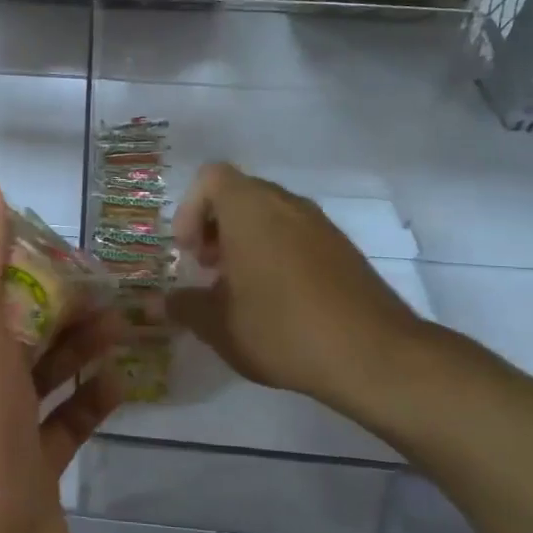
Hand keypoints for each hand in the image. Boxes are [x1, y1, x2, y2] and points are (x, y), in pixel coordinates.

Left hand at [0, 174, 123, 532]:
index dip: (16, 265)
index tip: (63, 249)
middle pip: (11, 331)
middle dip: (57, 305)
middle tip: (110, 284)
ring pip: (39, 376)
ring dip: (78, 347)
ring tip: (125, 321)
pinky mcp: (28, 476)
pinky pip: (62, 425)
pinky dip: (88, 400)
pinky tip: (121, 379)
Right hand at [167, 163, 428, 422]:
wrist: (374, 355)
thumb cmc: (281, 329)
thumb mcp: (218, 325)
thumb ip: (182, 307)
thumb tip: (158, 302)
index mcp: (250, 209)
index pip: (211, 177)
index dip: (190, 209)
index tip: (188, 252)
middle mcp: (286, 204)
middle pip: (239, 194)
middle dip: (214, 227)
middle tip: (207, 269)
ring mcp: (320, 224)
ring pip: (269, 214)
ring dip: (245, 241)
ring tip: (238, 288)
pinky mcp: (343, 248)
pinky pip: (296, 234)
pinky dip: (275, 252)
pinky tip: (276, 300)